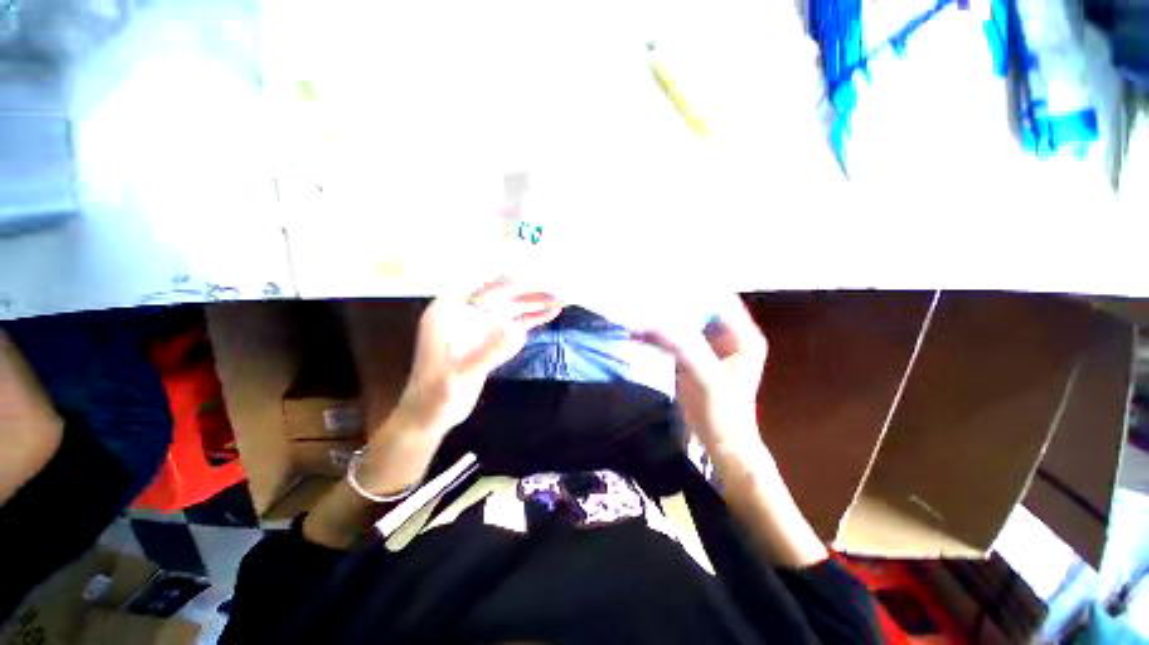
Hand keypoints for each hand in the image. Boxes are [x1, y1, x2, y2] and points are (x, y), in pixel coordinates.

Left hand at [400, 278, 562, 432]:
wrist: (431, 415)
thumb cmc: (436, 396)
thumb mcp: (460, 376)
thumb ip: (487, 353)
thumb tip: (518, 331)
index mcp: (447, 313)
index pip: (481, 291)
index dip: (507, 286)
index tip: (533, 282)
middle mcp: (465, 314)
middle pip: (501, 299)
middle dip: (529, 296)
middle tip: (556, 295)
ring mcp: (478, 326)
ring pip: (510, 310)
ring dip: (534, 306)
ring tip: (560, 303)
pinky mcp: (488, 340)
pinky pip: (512, 325)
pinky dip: (530, 320)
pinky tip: (548, 315)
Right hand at [636, 295, 767, 455]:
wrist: (720, 445)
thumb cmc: (724, 415)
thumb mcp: (706, 378)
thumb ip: (683, 347)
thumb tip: (652, 322)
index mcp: (743, 337)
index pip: (719, 300)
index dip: (695, 289)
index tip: (666, 281)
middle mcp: (728, 336)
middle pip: (699, 309)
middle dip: (673, 302)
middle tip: (647, 294)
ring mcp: (709, 347)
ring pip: (684, 323)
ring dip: (662, 319)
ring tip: (639, 311)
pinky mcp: (693, 358)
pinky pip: (674, 339)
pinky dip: (657, 336)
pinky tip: (639, 334)